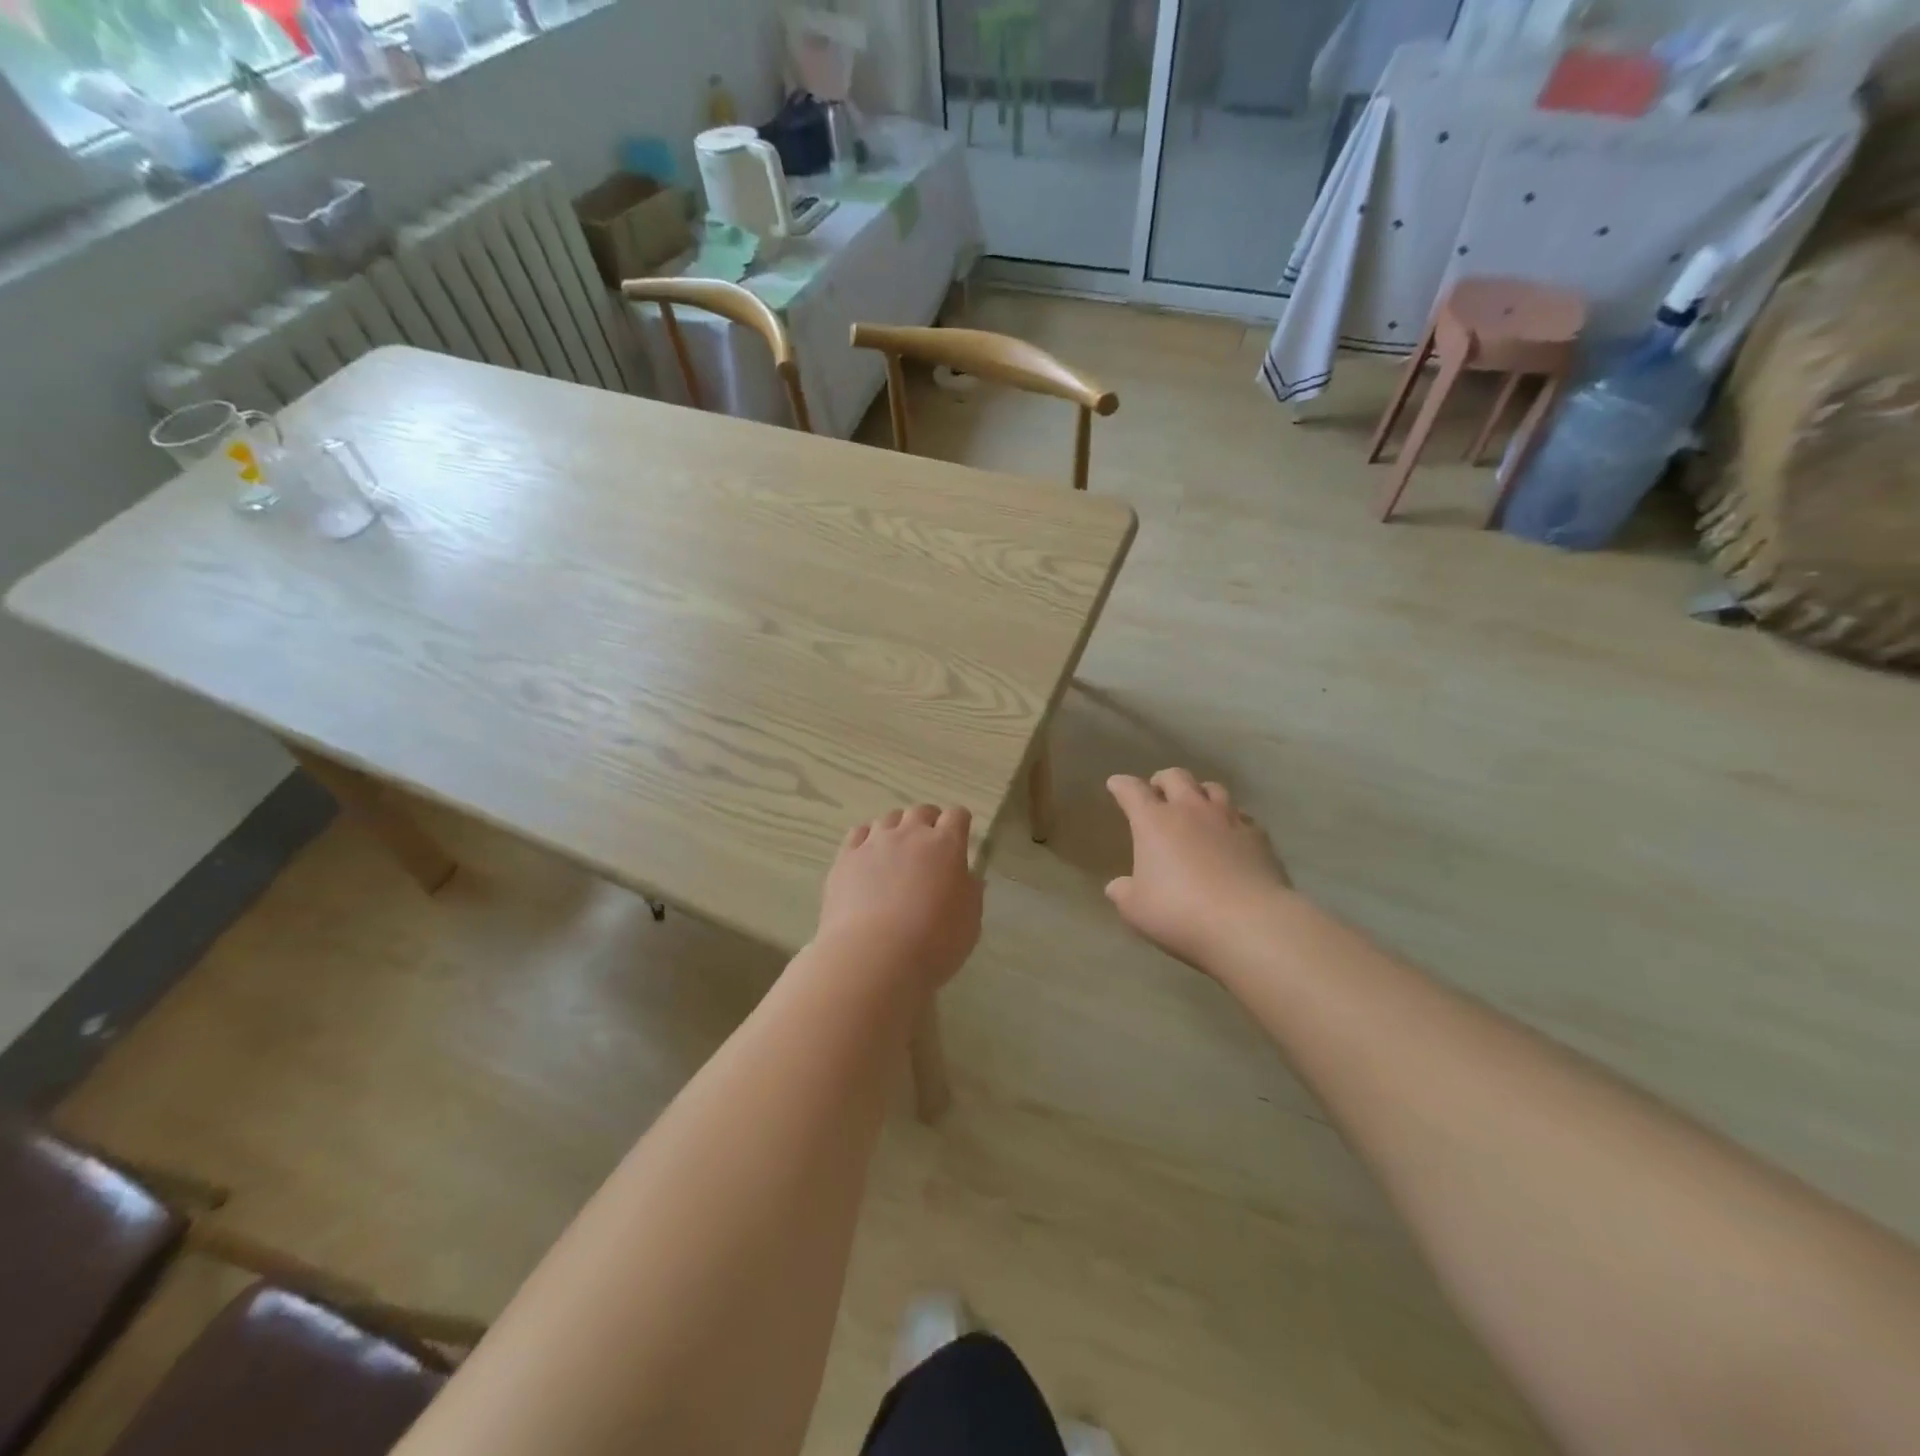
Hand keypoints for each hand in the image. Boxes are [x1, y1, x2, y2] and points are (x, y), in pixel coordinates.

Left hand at [817, 805, 983, 990]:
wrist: (874, 957)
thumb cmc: (933, 943)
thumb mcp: (970, 922)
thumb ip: (970, 893)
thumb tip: (967, 878)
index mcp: (946, 845)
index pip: (957, 816)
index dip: (960, 822)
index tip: (961, 834)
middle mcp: (910, 834)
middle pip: (920, 811)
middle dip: (928, 821)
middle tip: (929, 843)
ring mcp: (874, 843)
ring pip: (889, 819)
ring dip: (897, 829)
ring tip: (896, 851)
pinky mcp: (846, 858)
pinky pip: (859, 834)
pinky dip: (867, 839)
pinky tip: (868, 856)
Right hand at [1105, 769, 1290, 972]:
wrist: (1250, 922)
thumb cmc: (1180, 912)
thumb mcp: (1136, 910)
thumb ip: (1123, 893)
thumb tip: (1117, 886)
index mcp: (1154, 821)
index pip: (1132, 791)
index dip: (1121, 785)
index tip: (1115, 784)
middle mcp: (1190, 809)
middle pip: (1175, 777)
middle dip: (1162, 780)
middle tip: (1157, 792)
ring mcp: (1228, 819)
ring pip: (1212, 788)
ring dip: (1199, 792)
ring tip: (1196, 806)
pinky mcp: (1258, 836)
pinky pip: (1241, 816)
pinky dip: (1230, 819)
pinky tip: (1230, 834)